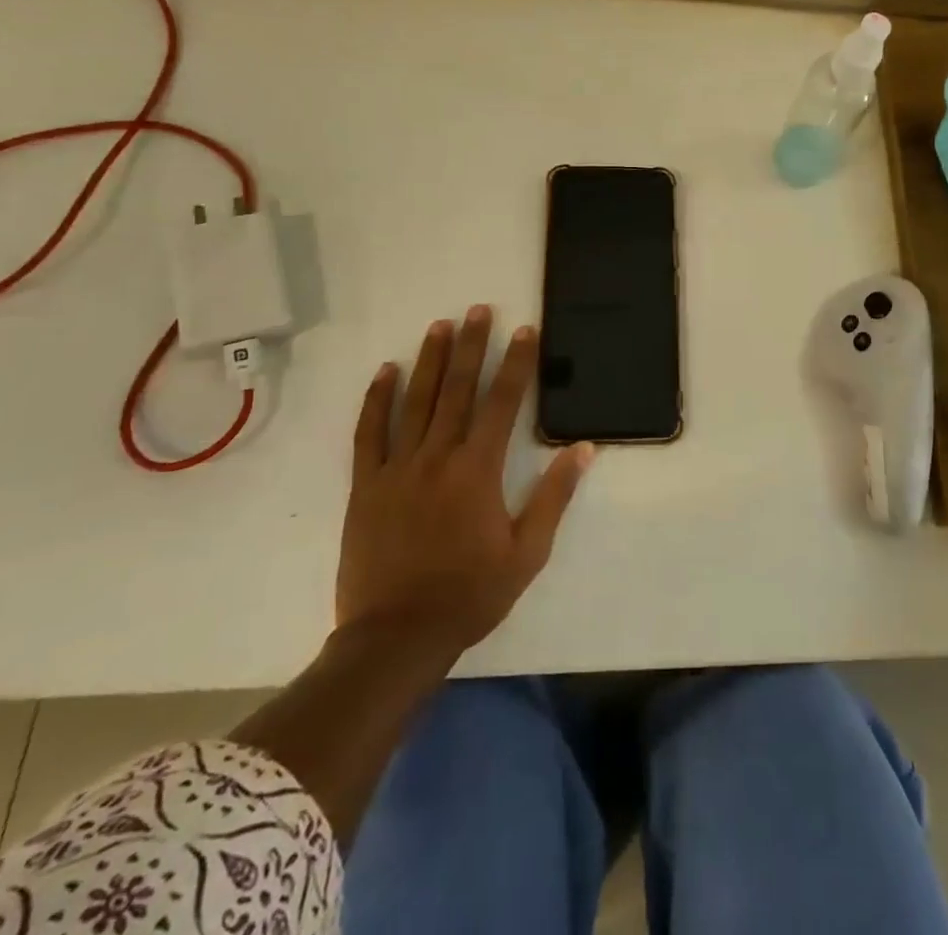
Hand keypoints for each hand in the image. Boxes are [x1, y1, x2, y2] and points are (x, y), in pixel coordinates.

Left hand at [337, 306, 594, 657]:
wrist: (396, 637)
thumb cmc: (470, 594)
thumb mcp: (527, 553)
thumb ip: (553, 496)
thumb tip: (582, 449)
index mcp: (478, 471)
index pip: (502, 403)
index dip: (516, 363)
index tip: (524, 330)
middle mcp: (437, 457)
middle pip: (458, 390)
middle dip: (472, 346)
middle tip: (479, 310)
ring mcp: (397, 468)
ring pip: (416, 402)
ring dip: (430, 361)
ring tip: (440, 325)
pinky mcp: (365, 486)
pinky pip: (368, 433)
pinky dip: (376, 400)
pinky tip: (386, 372)